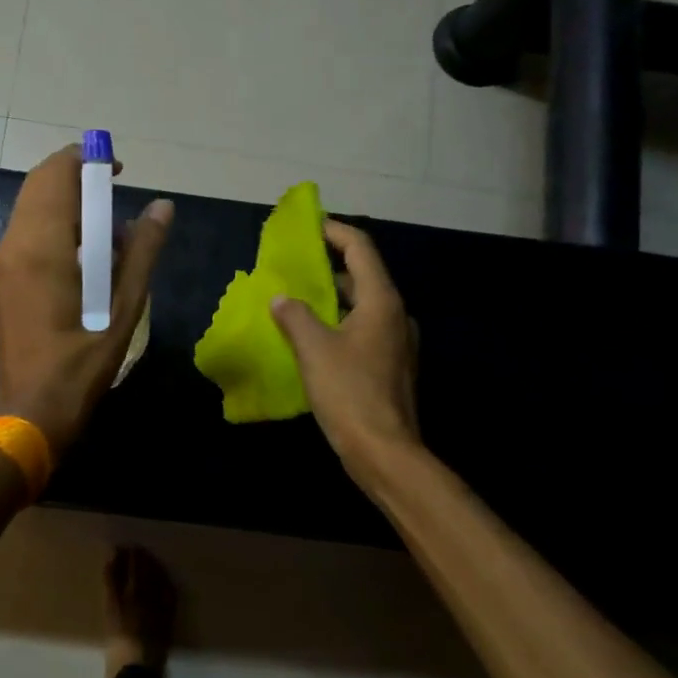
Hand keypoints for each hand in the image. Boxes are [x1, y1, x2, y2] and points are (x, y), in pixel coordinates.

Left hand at [0, 145, 173, 455]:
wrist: (30, 412)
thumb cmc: (81, 364)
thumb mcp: (123, 308)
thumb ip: (143, 252)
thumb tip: (162, 206)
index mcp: (42, 245)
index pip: (56, 174)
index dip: (86, 160)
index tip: (118, 170)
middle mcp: (14, 243)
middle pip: (40, 184)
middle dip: (77, 178)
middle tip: (115, 195)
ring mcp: (3, 262)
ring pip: (32, 207)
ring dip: (67, 202)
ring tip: (108, 228)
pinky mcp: (3, 278)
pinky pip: (28, 231)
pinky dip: (56, 225)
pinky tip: (85, 254)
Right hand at [270, 220, 419, 476]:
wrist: (385, 452)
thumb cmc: (349, 393)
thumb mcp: (314, 350)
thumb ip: (294, 316)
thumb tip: (281, 299)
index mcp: (381, 302)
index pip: (360, 249)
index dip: (334, 231)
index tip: (308, 225)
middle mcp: (395, 315)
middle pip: (363, 276)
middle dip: (328, 266)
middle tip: (293, 265)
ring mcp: (396, 343)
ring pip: (362, 306)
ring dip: (332, 298)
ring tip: (296, 298)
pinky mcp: (390, 366)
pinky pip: (362, 330)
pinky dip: (338, 323)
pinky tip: (312, 337)